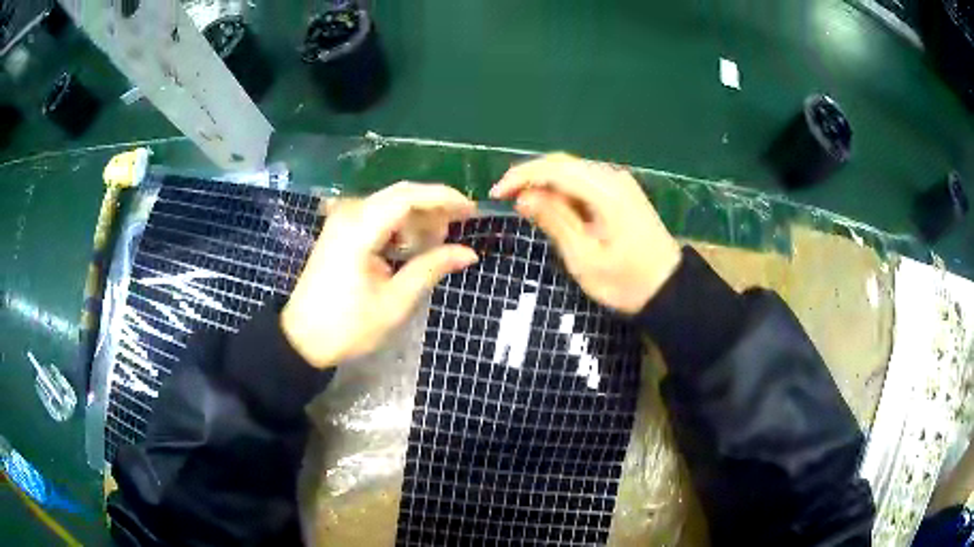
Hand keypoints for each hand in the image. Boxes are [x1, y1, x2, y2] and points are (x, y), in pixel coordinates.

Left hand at [281, 182, 478, 367]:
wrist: (302, 339)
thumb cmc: (348, 326)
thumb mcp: (395, 302)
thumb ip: (431, 269)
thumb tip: (468, 253)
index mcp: (360, 228)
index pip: (408, 197)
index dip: (443, 198)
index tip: (472, 211)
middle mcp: (350, 214)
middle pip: (400, 195)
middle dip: (433, 208)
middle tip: (457, 230)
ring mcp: (342, 221)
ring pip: (389, 204)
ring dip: (416, 219)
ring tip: (436, 245)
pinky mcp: (340, 232)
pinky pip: (377, 217)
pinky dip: (398, 227)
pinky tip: (409, 248)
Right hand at [491, 153, 680, 314]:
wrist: (670, 291)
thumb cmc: (626, 282)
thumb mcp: (584, 258)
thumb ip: (554, 221)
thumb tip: (524, 196)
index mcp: (606, 192)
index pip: (555, 168)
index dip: (521, 176)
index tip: (497, 194)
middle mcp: (613, 178)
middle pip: (563, 163)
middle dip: (531, 177)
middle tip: (506, 199)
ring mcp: (620, 183)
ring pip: (573, 171)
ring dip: (546, 183)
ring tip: (525, 205)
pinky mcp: (622, 193)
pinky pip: (585, 182)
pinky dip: (564, 190)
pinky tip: (552, 207)